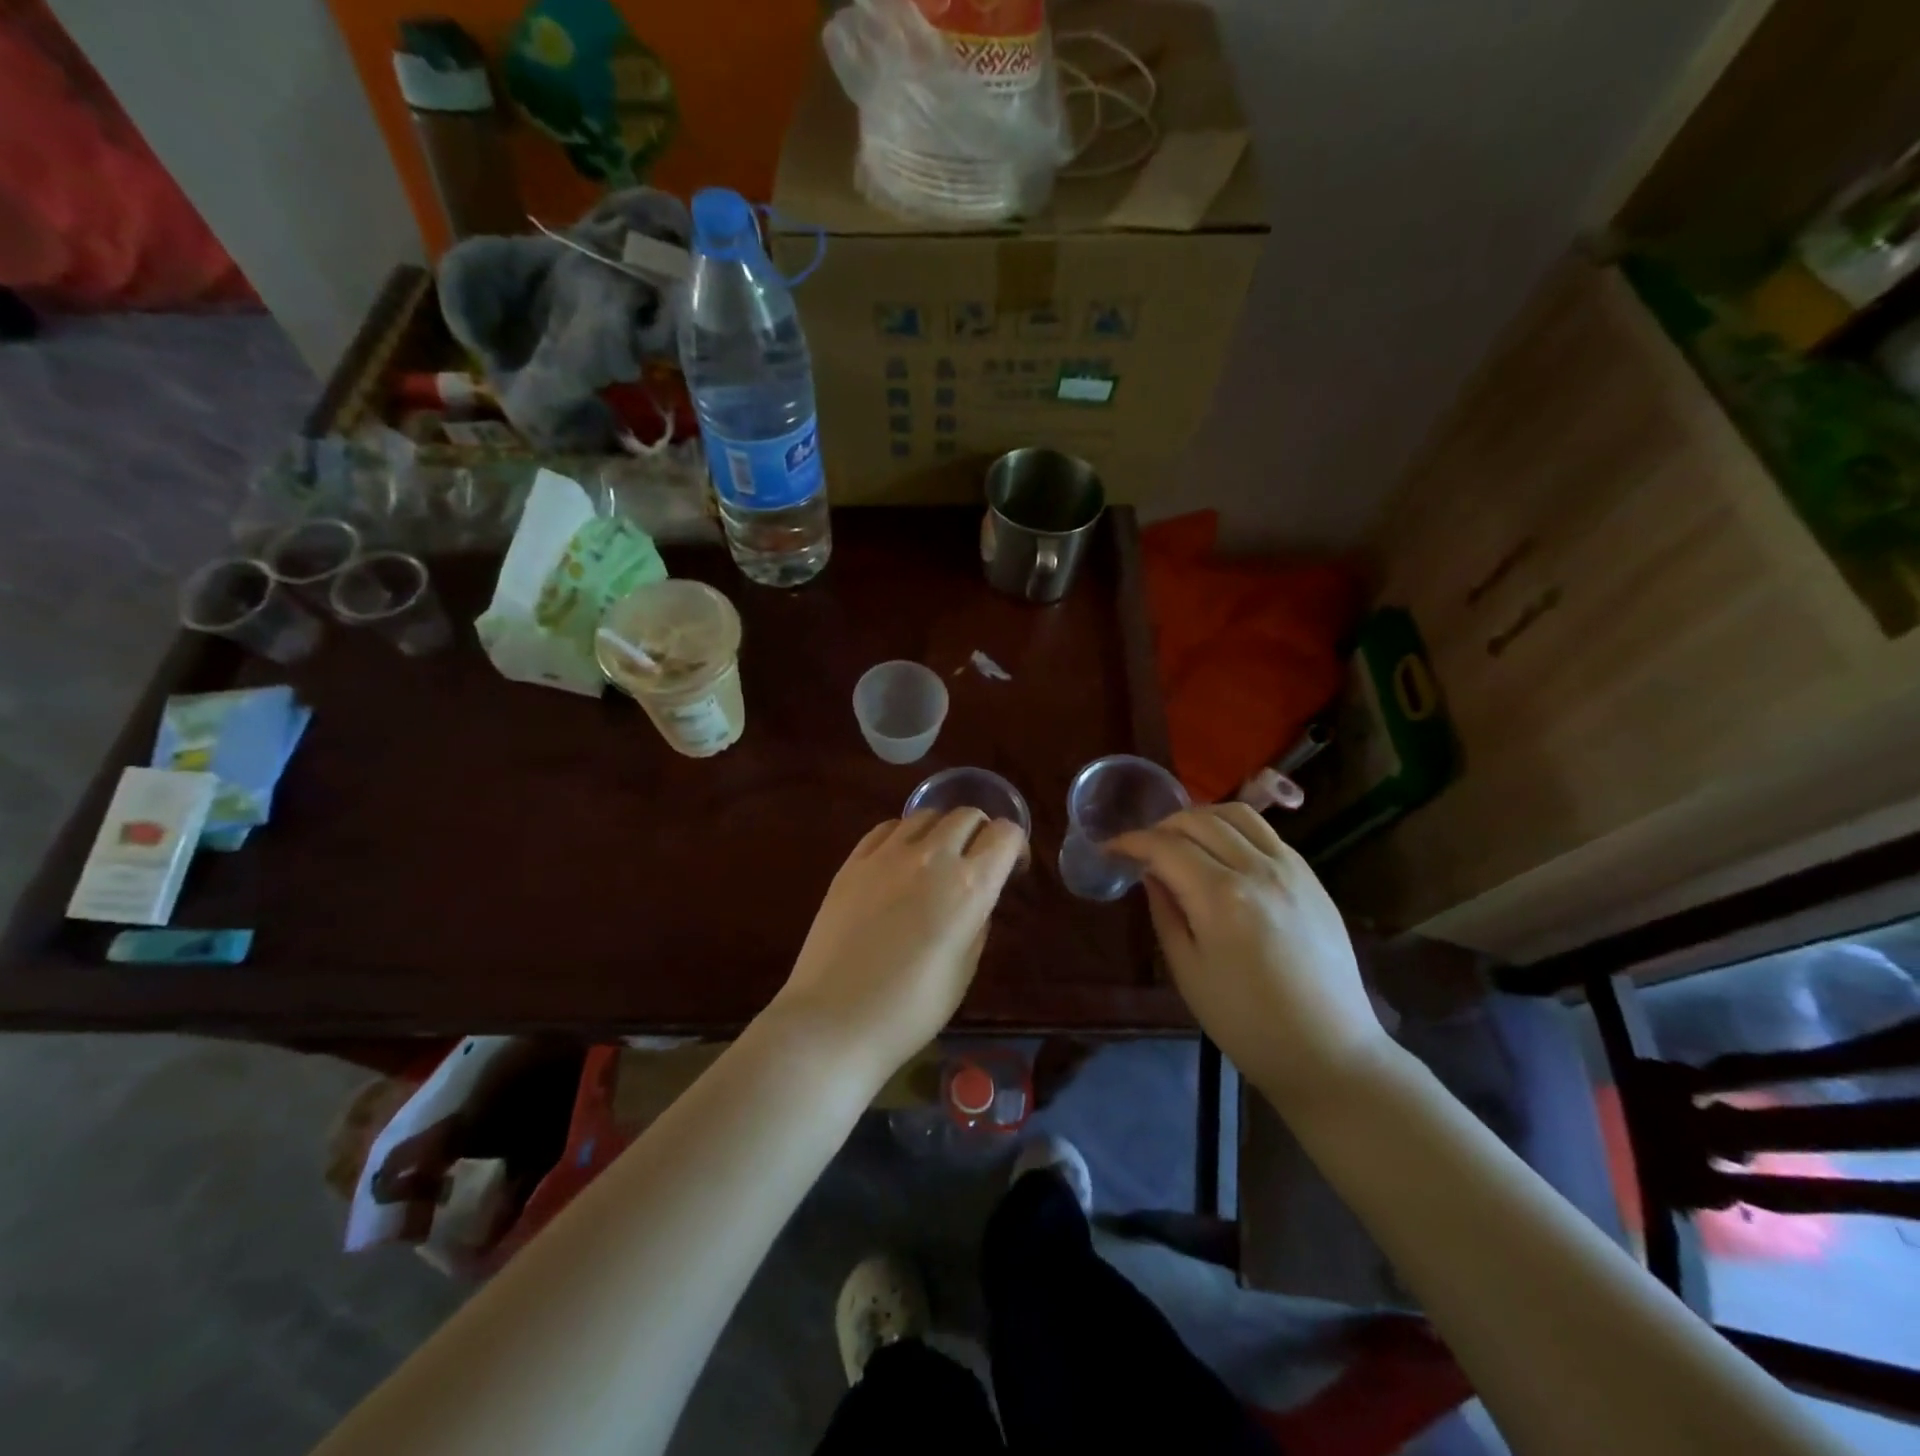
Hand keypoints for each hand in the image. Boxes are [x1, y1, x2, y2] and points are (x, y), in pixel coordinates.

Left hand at [773, 810, 1025, 1079]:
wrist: (835, 1020)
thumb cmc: (911, 1009)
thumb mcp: (965, 968)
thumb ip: (978, 920)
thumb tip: (977, 896)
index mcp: (969, 886)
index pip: (1005, 834)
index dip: (1014, 847)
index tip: (1009, 869)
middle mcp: (932, 856)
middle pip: (967, 815)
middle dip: (980, 833)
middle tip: (975, 862)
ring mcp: (887, 854)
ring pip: (926, 814)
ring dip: (941, 830)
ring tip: (936, 860)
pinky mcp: (853, 861)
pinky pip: (887, 828)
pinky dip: (904, 835)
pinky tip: (900, 861)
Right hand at [1110, 804, 1389, 1109]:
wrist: (1328, 1051)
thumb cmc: (1246, 1023)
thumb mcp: (1188, 971)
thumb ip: (1166, 912)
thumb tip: (1151, 873)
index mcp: (1220, 897)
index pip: (1165, 847)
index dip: (1130, 842)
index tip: (1109, 849)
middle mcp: (1257, 869)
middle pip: (1198, 821)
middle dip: (1160, 827)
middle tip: (1142, 849)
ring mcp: (1290, 868)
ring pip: (1236, 814)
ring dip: (1200, 818)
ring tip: (1181, 840)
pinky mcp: (1311, 877)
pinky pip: (1266, 832)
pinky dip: (1234, 829)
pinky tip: (1222, 852)